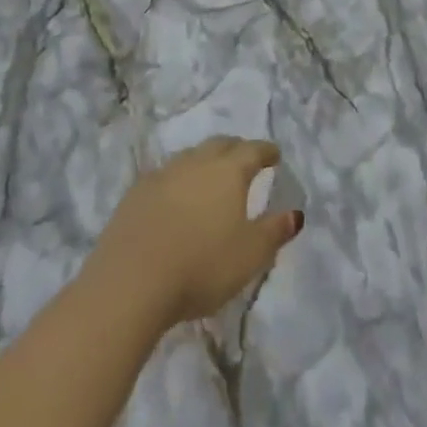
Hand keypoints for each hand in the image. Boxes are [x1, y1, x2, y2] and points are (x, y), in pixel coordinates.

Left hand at [83, 137, 303, 329]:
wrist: (130, 282)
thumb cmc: (201, 267)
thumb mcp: (249, 256)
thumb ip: (274, 232)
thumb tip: (295, 213)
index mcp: (229, 171)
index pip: (253, 151)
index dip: (266, 152)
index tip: (274, 155)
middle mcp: (197, 163)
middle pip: (221, 145)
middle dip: (236, 149)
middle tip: (244, 159)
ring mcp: (163, 174)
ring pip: (191, 157)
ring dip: (204, 162)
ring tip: (209, 178)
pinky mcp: (135, 194)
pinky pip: (164, 176)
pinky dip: (176, 181)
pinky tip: (174, 198)